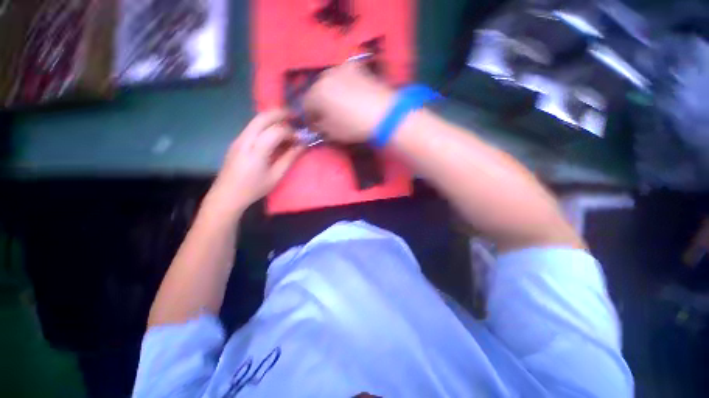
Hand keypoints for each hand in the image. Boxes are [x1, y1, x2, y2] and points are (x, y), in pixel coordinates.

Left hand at [204, 110, 303, 216]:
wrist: (226, 195)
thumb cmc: (253, 188)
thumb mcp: (276, 176)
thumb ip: (289, 159)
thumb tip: (301, 146)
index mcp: (256, 150)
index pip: (276, 131)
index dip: (291, 132)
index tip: (300, 139)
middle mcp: (245, 139)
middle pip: (262, 118)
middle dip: (280, 113)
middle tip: (294, 116)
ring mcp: (239, 139)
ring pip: (256, 120)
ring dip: (272, 119)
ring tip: (286, 124)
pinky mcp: (237, 142)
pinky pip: (253, 128)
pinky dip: (265, 126)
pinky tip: (273, 135)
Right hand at [302, 62, 394, 142]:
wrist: (383, 113)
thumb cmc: (353, 125)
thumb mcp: (332, 133)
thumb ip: (320, 127)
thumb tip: (317, 124)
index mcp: (316, 93)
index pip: (305, 105)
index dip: (308, 117)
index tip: (314, 125)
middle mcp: (325, 76)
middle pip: (316, 91)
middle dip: (319, 103)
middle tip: (326, 115)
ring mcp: (342, 68)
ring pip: (330, 82)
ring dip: (331, 92)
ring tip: (339, 104)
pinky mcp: (357, 68)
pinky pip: (345, 77)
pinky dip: (344, 85)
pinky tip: (351, 93)